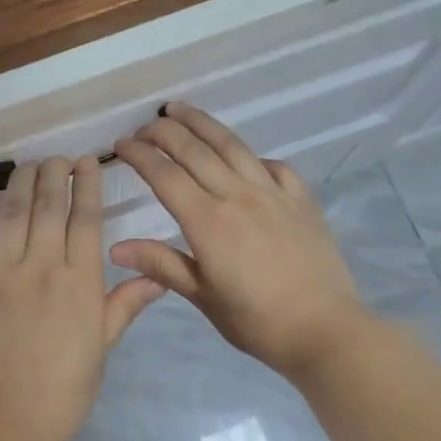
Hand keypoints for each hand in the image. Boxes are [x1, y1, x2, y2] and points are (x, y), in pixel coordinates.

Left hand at [0, 156, 166, 440]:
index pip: (85, 218)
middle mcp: (42, 266)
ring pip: (12, 214)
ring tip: (27, 168)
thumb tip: (157, 278)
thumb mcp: (103, 345)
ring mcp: (2, 274)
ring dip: (20, 185)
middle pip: (47, 205)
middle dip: (53, 173)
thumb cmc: (67, 387)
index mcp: (80, 280)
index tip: (86, 161)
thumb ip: (125, 305)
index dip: (86, 184)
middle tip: (56, 158)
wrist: (10, 417)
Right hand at [111, 105, 369, 379]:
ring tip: (180, 110)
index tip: (120, 145)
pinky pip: (274, 166)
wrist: (324, 330)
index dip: (139, 155)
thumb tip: (116, 248)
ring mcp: (273, 193)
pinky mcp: (301, 200)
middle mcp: (237, 195)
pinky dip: (252, 156)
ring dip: (202, 123)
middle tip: (144, 126)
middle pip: (195, 150)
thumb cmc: (256, 321)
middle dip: (164, 132)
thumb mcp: (202, 296)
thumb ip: (160, 264)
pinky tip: (244, 158)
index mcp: (208, 221)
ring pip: (232, 146)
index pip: (164, 175)